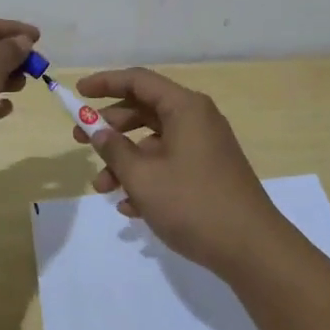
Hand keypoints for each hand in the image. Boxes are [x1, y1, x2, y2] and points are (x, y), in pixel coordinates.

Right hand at [73, 67, 293, 275]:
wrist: (251, 249)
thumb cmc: (193, 204)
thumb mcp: (143, 177)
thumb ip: (114, 149)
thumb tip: (98, 130)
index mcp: (185, 108)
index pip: (138, 81)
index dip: (105, 83)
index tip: (78, 93)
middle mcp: (197, 119)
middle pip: (145, 109)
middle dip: (110, 126)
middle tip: (79, 140)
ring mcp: (204, 147)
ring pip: (154, 141)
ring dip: (125, 160)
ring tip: (102, 188)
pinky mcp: (208, 173)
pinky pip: (169, 164)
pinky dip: (146, 178)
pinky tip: (129, 208)